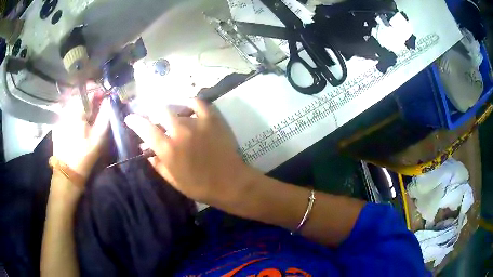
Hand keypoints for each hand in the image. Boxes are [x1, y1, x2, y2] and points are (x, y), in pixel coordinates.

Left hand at [52, 83, 109, 178]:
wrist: (68, 172)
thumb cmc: (84, 155)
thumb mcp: (98, 137)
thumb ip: (105, 115)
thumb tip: (109, 100)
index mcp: (77, 110)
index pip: (89, 89)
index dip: (99, 91)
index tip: (106, 97)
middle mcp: (66, 108)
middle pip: (80, 92)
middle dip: (91, 95)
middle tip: (98, 104)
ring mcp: (60, 114)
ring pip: (73, 99)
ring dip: (83, 102)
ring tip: (90, 112)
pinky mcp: (58, 121)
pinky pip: (68, 108)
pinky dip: (76, 109)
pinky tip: (80, 119)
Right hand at [124, 99, 255, 204]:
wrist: (230, 182)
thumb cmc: (199, 186)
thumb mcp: (172, 179)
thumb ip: (156, 162)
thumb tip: (143, 148)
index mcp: (168, 149)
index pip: (145, 128)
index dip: (134, 120)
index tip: (130, 118)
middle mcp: (179, 131)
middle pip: (159, 110)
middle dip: (152, 112)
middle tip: (153, 117)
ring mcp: (197, 122)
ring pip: (177, 108)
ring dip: (170, 112)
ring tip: (171, 117)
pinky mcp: (212, 118)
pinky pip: (198, 102)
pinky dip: (190, 103)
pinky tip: (188, 107)